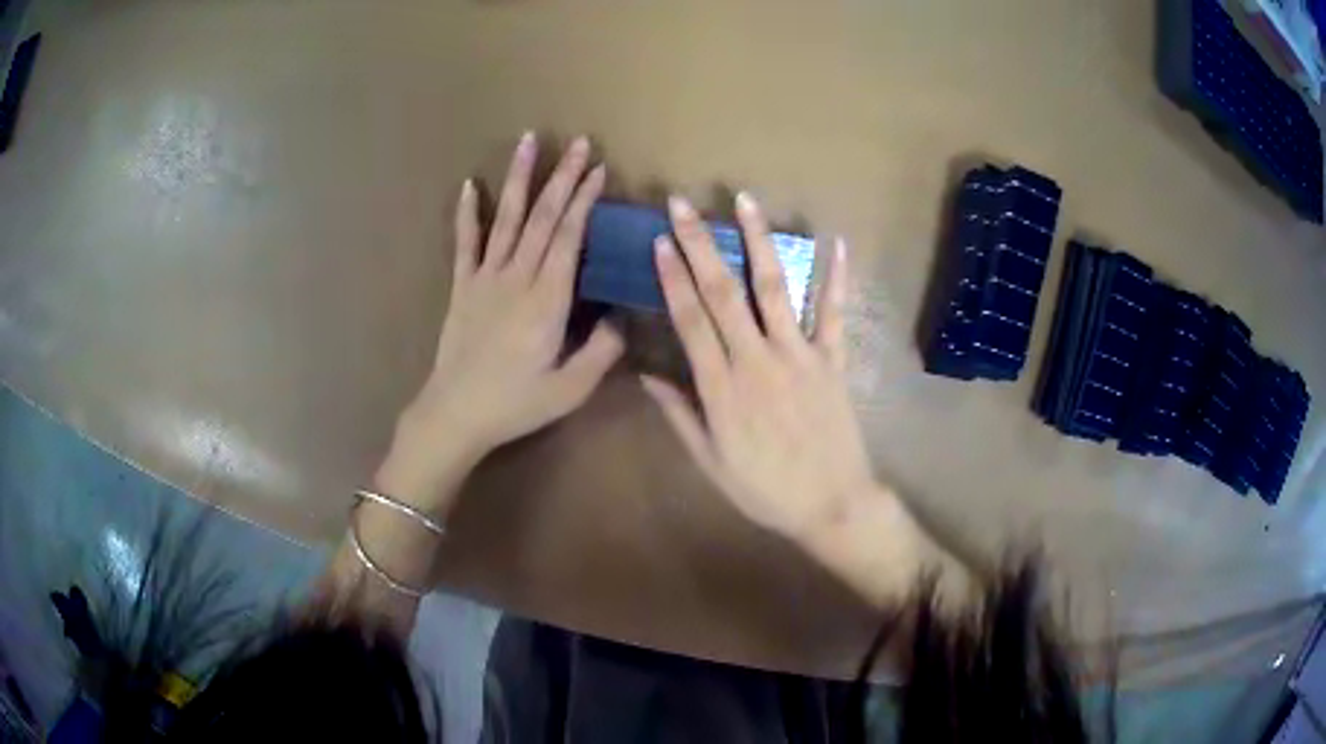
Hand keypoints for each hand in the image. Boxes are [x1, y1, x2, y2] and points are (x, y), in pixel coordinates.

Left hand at [376, 134, 622, 510]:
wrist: (456, 414)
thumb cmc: (516, 403)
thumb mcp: (571, 389)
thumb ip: (602, 351)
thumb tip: (624, 316)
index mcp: (547, 300)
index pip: (569, 237)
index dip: (584, 200)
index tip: (598, 169)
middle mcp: (517, 277)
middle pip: (543, 217)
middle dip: (562, 177)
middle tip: (577, 142)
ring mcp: (485, 278)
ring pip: (507, 219)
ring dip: (519, 178)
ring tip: (528, 141)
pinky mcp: (462, 287)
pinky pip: (464, 243)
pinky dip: (467, 213)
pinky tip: (470, 185)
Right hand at [641, 193, 886, 542]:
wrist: (833, 504)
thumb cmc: (766, 490)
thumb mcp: (711, 463)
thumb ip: (681, 416)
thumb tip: (646, 376)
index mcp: (723, 388)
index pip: (690, 320)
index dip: (673, 278)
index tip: (660, 241)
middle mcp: (758, 361)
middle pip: (723, 293)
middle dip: (700, 244)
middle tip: (683, 204)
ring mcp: (800, 356)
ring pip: (774, 289)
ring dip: (758, 242)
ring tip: (743, 201)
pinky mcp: (833, 361)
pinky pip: (834, 313)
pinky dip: (835, 277)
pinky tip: (836, 241)